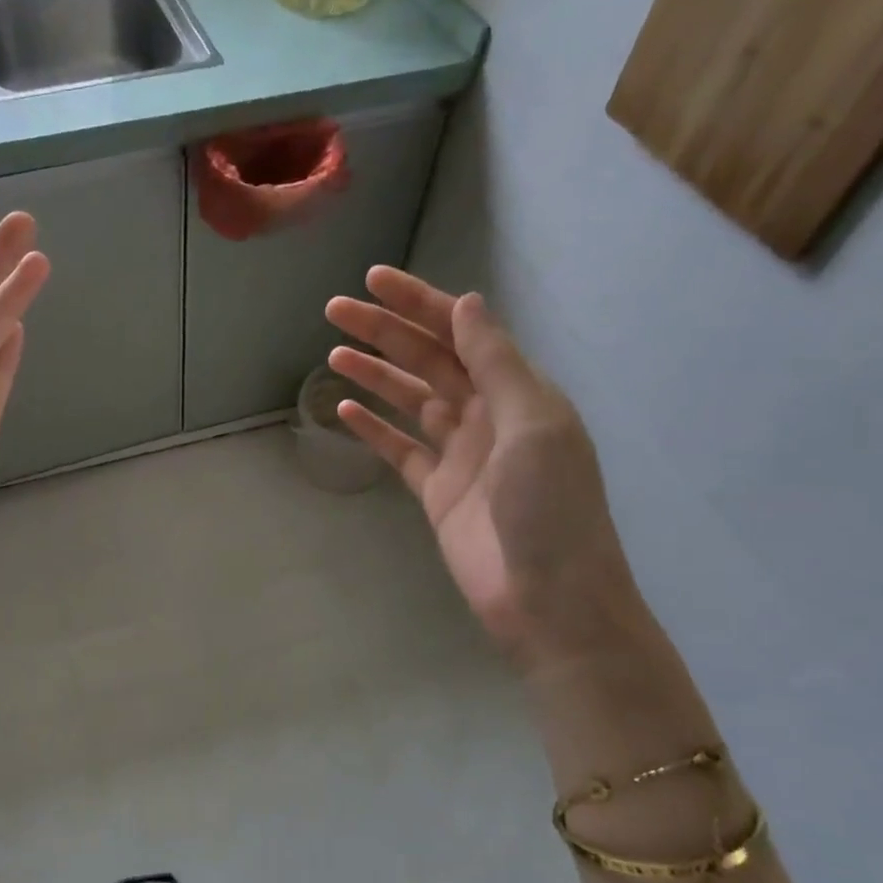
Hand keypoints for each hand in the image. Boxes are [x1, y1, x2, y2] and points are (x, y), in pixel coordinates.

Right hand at [326, 269, 643, 671]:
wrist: (549, 601)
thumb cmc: (550, 508)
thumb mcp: (532, 424)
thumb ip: (496, 364)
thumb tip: (467, 305)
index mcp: (518, 393)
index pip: (463, 333)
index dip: (420, 303)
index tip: (374, 281)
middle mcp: (487, 416)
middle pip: (429, 361)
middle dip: (385, 332)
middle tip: (335, 311)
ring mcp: (459, 455)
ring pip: (409, 401)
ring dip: (374, 374)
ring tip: (332, 354)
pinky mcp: (435, 492)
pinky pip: (399, 449)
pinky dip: (373, 428)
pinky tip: (343, 409)